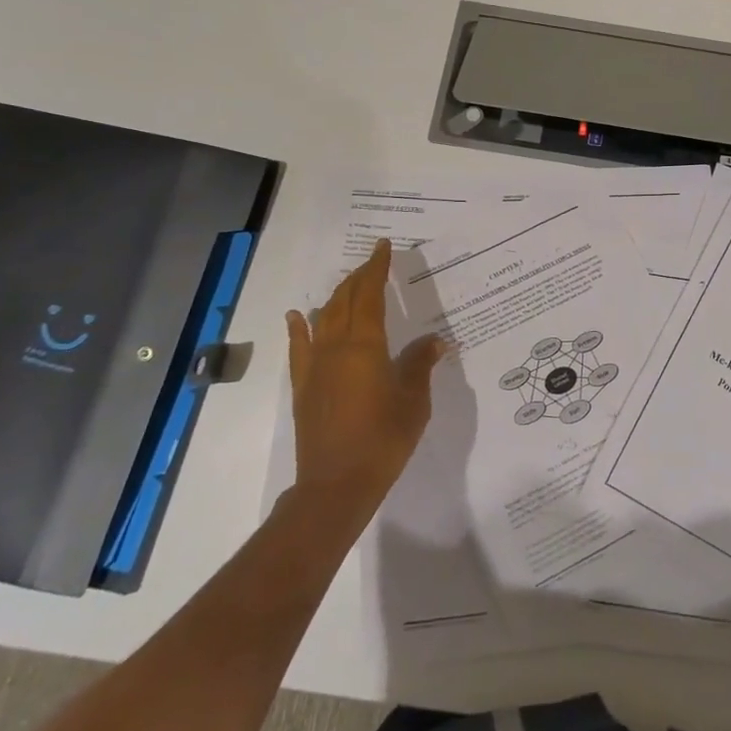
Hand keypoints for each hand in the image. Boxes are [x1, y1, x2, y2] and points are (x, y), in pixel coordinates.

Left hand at [285, 239, 447, 510]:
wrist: (336, 484)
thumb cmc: (384, 440)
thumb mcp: (414, 401)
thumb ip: (420, 365)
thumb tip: (433, 341)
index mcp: (366, 346)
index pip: (370, 295)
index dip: (377, 268)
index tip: (383, 246)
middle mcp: (336, 347)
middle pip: (345, 300)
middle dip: (359, 276)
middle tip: (373, 261)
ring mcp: (315, 367)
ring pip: (323, 318)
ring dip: (336, 296)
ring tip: (348, 283)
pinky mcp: (304, 387)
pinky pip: (299, 348)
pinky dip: (299, 327)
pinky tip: (298, 316)